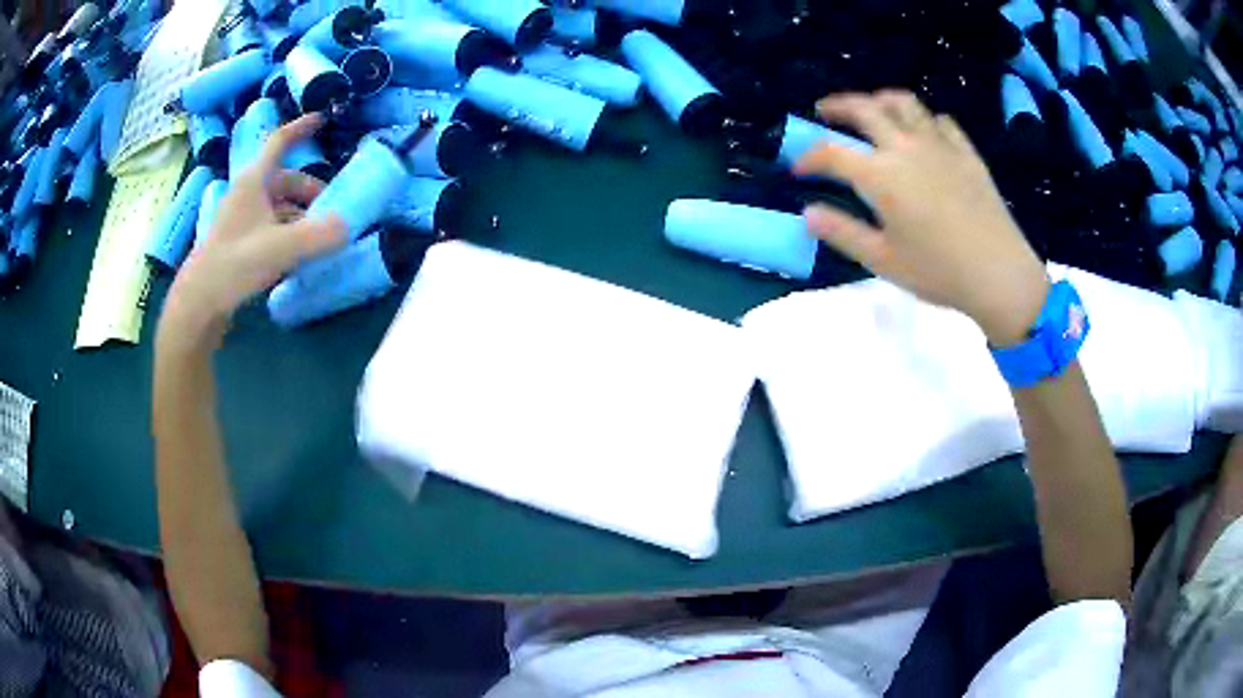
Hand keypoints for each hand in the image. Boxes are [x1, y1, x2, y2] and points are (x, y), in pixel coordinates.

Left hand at [162, 114, 345, 345]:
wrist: (198, 304)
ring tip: (320, 236)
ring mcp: (242, 219)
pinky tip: (298, 254)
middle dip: (311, 190)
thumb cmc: (233, 265)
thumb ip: (318, 236)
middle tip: (332, 209)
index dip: (301, 128)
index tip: (323, 119)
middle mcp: (248, 194)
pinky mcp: (240, 242)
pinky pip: (271, 226)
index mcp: (254, 181)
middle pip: (286, 179)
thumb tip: (349, 226)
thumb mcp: (280, 249)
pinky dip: (289, 232)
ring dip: (301, 214)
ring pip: (279, 205)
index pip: (279, 141)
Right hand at [795, 91, 1049, 345]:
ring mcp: (940, 145)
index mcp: (881, 175)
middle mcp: (906, 147)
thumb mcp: (883, 260)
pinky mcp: (966, 153)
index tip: (798, 168)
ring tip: (873, 110)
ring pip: (904, 103)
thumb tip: (808, 213)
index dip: (808, 157)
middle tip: (824, 112)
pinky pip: (940, 121)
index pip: (832, 152)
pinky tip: (923, 133)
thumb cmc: (938, 272)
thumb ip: (843, 232)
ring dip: (880, 100)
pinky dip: (924, 120)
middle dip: (838, 106)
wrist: (999, 274)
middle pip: (865, 108)